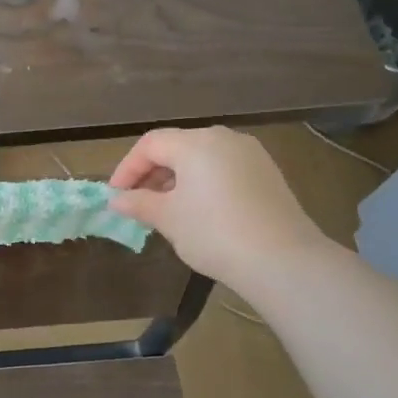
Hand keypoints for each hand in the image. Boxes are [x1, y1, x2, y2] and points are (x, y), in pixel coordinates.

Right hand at [108, 126, 334, 291]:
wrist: (281, 259)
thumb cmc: (214, 233)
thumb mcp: (169, 219)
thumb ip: (139, 203)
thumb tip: (117, 200)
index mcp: (196, 143)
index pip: (150, 144)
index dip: (127, 168)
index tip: (116, 196)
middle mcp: (224, 138)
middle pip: (177, 146)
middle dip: (152, 172)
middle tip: (138, 202)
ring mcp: (250, 154)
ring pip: (202, 158)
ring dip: (178, 178)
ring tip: (166, 209)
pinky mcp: (268, 173)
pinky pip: (224, 169)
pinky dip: (204, 183)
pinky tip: (200, 211)